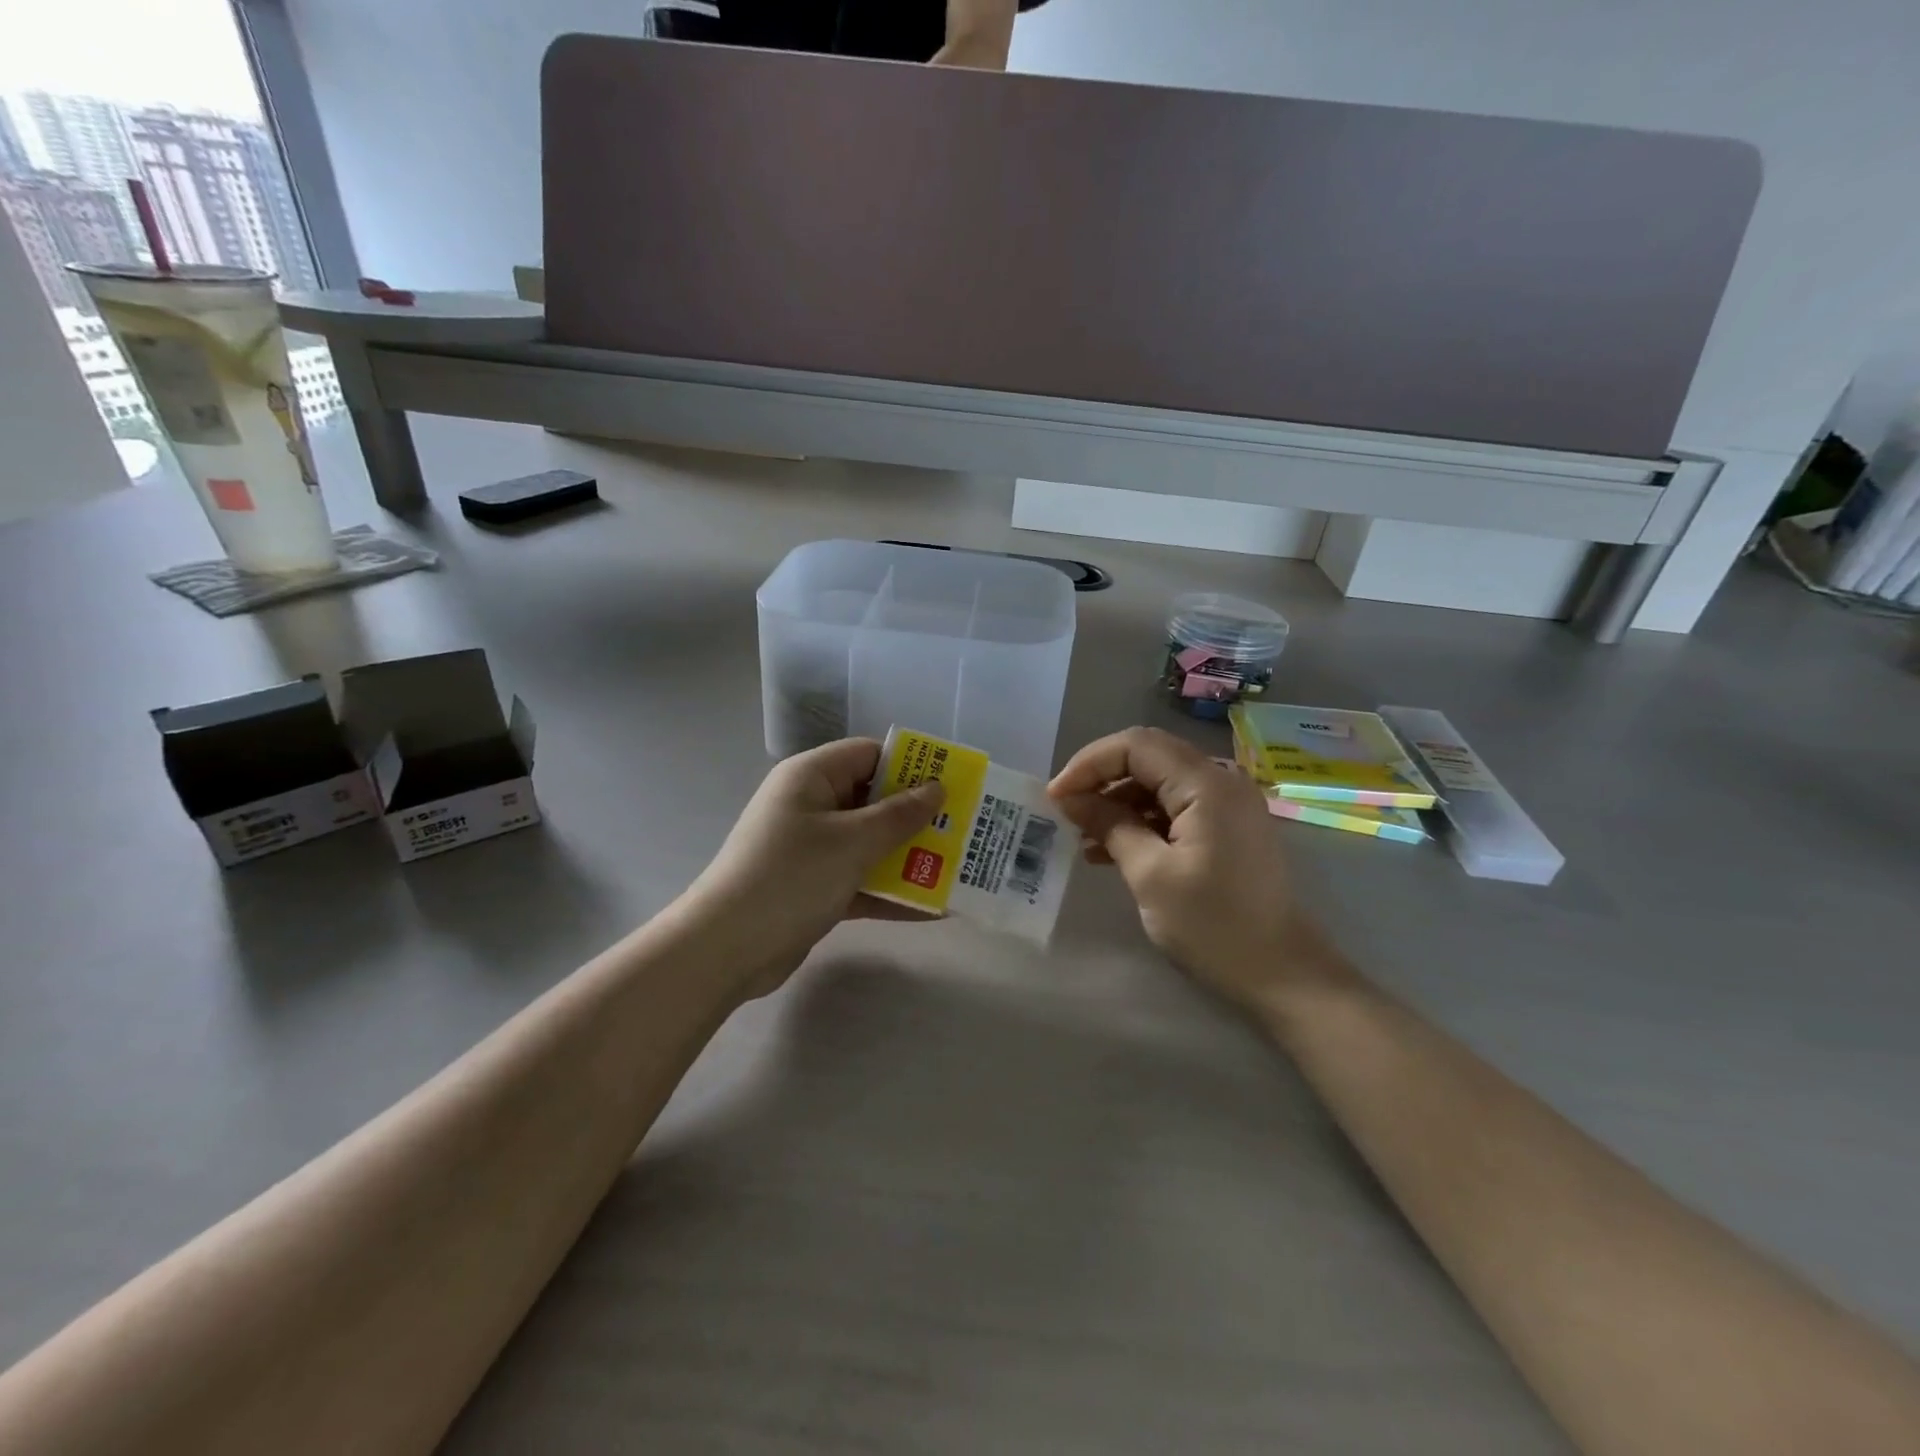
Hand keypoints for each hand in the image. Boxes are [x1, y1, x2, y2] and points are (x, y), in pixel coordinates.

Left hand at [686, 738, 944, 995]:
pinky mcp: (814, 886)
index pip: (870, 755)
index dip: (912, 766)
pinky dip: (890, 890)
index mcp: (812, 777)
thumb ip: (900, 814)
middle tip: (963, 830)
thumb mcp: (853, 841)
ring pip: (870, 842)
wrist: (727, 949)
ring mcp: (812, 848)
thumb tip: (937, 788)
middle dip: (918, 816)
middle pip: (874, 800)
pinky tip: (934, 909)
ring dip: (909, 856)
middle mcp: (811, 805)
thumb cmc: (791, 877)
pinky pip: (861, 879)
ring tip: (958, 868)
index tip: (953, 786)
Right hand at [1049, 727, 1340, 1011]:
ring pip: (1159, 781)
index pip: (1136, 745)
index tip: (1056, 797)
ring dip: (1118, 802)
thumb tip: (1070, 799)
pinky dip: (1142, 820)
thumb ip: (1110, 826)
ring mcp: (1228, 803)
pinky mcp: (1227, 826)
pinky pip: (1175, 806)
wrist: (1282, 973)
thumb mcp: (1150, 875)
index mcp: (1207, 784)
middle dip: (1101, 779)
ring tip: (1083, 836)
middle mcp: (1221, 780)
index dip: (1089, 763)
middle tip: (1066, 810)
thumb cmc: (1213, 925)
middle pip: (1148, 757)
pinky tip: (1111, 849)